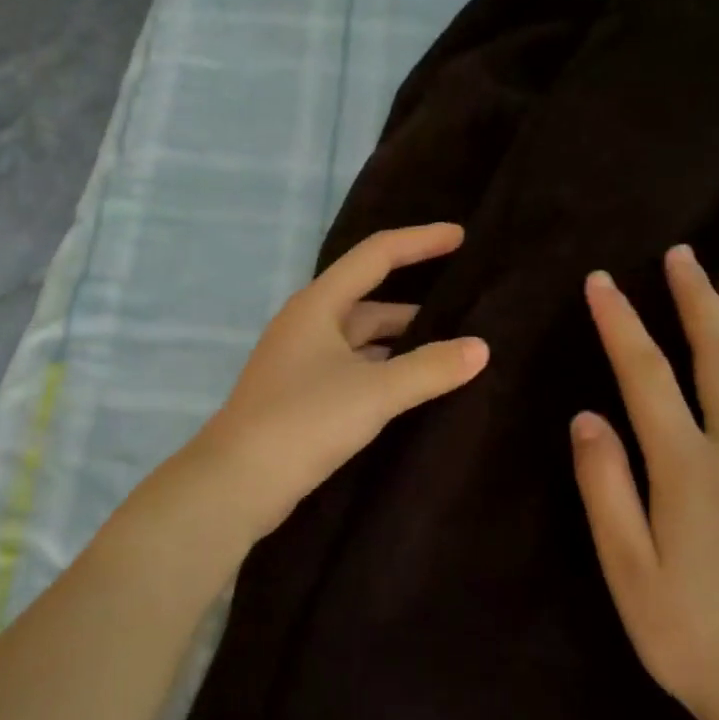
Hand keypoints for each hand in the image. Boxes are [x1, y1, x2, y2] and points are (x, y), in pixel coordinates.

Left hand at [198, 223, 488, 536]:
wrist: (237, 482)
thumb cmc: (304, 421)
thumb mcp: (374, 391)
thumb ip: (429, 368)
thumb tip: (480, 348)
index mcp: (318, 305)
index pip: (375, 256)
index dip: (419, 242)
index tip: (461, 237)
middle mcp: (307, 326)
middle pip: (369, 301)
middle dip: (415, 305)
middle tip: (465, 310)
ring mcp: (301, 363)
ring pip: (361, 341)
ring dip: (400, 343)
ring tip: (448, 352)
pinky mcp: (301, 398)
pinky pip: (353, 371)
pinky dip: (383, 372)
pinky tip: (410, 389)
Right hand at [570, 245, 718, 719]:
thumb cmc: (690, 635)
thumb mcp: (627, 569)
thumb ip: (607, 487)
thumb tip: (587, 417)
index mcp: (687, 469)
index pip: (646, 375)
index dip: (620, 323)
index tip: (602, 283)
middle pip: (717, 355)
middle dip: (694, 300)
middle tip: (681, 254)